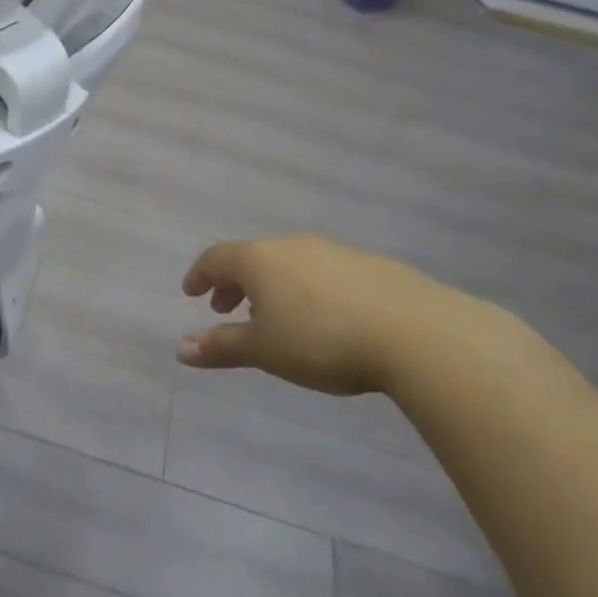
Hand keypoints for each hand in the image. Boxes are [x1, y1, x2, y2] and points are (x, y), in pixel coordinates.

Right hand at [179, 234, 499, 395]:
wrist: (416, 332)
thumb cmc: (321, 340)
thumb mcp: (264, 351)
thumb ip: (221, 347)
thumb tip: (181, 349)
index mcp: (259, 260)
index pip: (216, 258)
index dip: (200, 275)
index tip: (191, 293)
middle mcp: (292, 246)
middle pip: (253, 258)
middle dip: (235, 283)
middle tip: (228, 310)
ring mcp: (335, 252)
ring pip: (290, 264)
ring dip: (273, 287)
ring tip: (276, 319)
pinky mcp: (372, 266)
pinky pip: (324, 273)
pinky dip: (309, 290)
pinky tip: (325, 319)